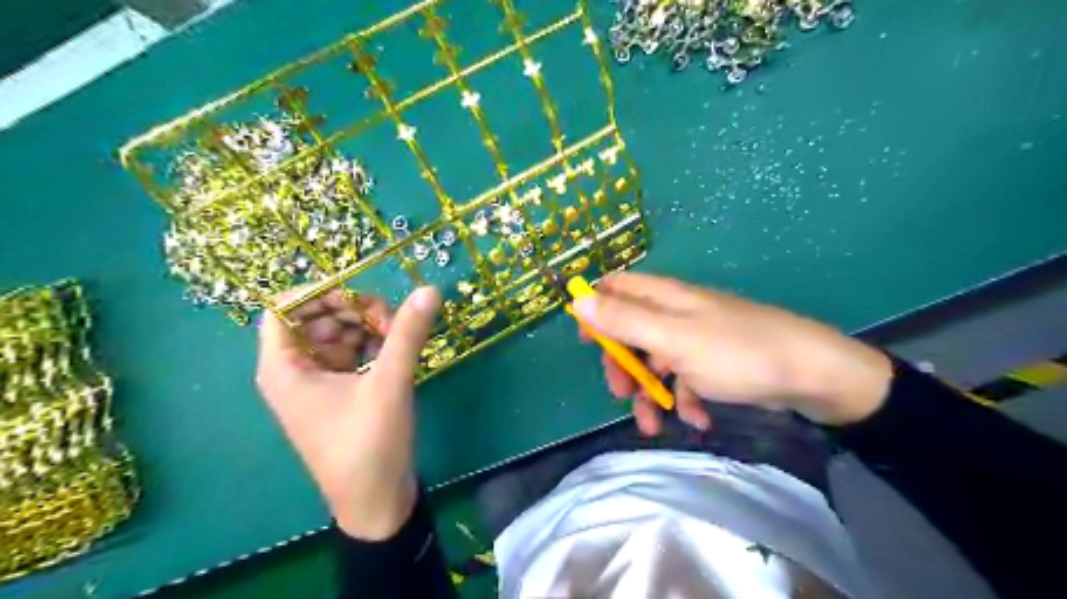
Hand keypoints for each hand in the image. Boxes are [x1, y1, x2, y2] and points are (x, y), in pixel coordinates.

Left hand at [257, 283, 441, 537]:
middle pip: (316, 318)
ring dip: (367, 327)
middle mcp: (294, 371)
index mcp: (284, 368)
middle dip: (353, 310)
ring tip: (399, 337)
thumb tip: (430, 289)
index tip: (361, 292)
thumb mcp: (389, 384)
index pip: (284, 308)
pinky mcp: (339, 392)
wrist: (376, 502)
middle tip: (392, 320)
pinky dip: (372, 345)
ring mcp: (317, 382)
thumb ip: (407, 334)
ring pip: (337, 334)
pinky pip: (350, 353)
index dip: (320, 292)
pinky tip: (396, 352)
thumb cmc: (369, 445)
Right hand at [576, 273, 893, 432]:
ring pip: (656, 361)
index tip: (586, 342)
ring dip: (651, 393)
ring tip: (655, 426)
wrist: (811, 375)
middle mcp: (676, 313)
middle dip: (622, 364)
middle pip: (631, 331)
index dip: (596, 309)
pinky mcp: (714, 363)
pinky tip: (699, 418)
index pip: (616, 288)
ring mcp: (695, 339)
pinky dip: (685, 399)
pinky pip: (685, 379)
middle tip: (621, 393)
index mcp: (664, 298)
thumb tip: (578, 299)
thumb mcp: (672, 337)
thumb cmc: (735, 352)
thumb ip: (624, 319)